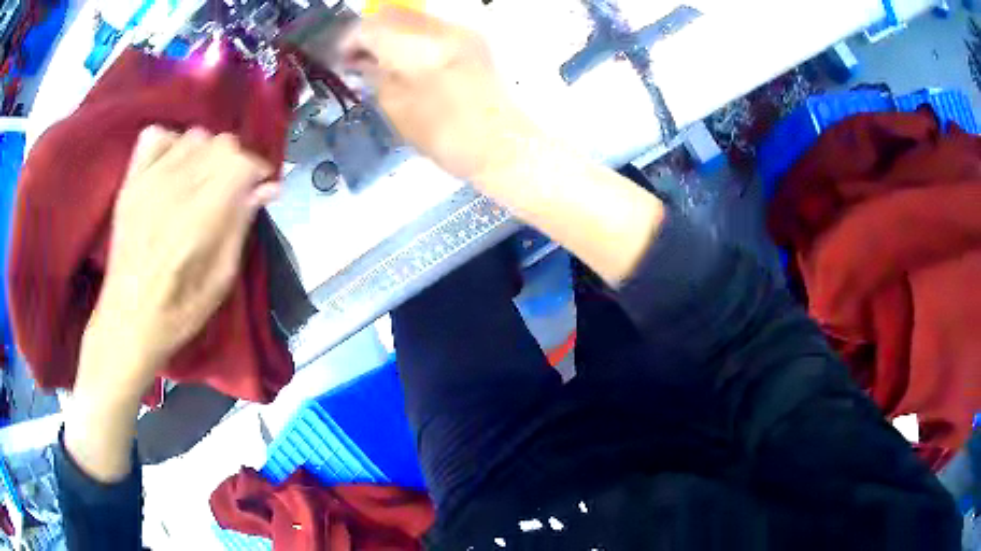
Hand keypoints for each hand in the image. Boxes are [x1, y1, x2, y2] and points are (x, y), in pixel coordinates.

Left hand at [80, 127, 276, 398]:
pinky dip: (170, 143)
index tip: (258, 190)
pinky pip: (155, 135)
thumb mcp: (221, 281)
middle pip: (220, 144)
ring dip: (205, 154)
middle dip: (235, 164)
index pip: (240, 163)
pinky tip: (172, 168)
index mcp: (198, 219)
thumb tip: (267, 189)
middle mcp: (173, 190)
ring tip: (201, 182)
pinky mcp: (130, 182)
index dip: (257, 172)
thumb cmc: (178, 312)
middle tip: (231, 192)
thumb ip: (241, 227)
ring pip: (193, 136)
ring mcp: (147, 182)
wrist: (126, 322)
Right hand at [341, 7, 541, 183]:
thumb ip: (374, 76)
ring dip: (391, 33)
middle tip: (357, 58)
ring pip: (413, 18)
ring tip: (380, 60)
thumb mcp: (397, 109)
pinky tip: (406, 59)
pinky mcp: (473, 40)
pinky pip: (432, 28)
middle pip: (392, 14)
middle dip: (369, 32)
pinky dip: (411, 38)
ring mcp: (461, 31)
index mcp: (418, 47)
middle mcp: (441, 29)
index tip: (340, 59)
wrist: (503, 144)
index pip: (371, 27)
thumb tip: (359, 61)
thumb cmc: (446, 136)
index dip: (349, 40)